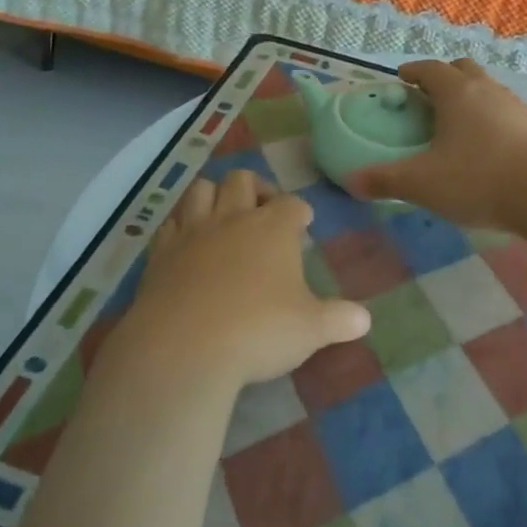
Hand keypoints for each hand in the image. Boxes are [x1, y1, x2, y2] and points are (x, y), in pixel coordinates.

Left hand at [117, 169, 370, 390]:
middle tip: (262, 211)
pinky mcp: (161, 251)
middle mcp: (233, 218)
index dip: (299, 210)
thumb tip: (365, 320)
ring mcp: (193, 231)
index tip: (303, 222)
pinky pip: (170, 223)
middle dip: (255, 188)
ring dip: (214, 195)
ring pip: (202, 189)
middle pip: (243, 179)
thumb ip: (339, 320)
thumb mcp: (310, 330)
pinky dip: (180, 225)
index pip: (292, 203)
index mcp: (273, 228)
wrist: (185, 347)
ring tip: (223, 216)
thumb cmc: (258, 331)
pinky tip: (186, 243)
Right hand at [348, 58, 526, 229]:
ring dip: (470, 98)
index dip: (413, 71)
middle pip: (463, 70)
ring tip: (457, 123)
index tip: (402, 79)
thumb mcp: (423, 184)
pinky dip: (492, 119)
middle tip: (429, 97)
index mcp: (456, 93)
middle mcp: (487, 90)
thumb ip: (385, 180)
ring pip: (488, 89)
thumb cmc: (478, 179)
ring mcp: (516, 106)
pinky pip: (507, 112)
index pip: (430, 69)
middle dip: (444, 77)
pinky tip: (489, 146)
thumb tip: (351, 181)